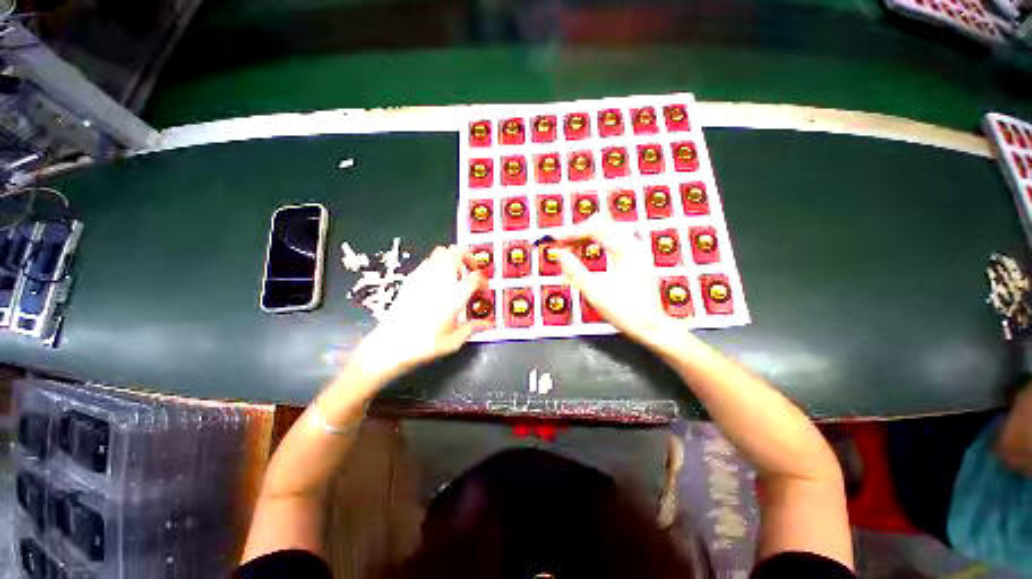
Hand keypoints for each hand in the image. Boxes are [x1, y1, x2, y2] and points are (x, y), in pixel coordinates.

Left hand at [351, 246, 486, 385]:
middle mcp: (439, 282)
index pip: (475, 277)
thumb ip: (471, 328)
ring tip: (456, 273)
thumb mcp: (453, 342)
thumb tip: (486, 324)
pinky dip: (437, 263)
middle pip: (456, 253)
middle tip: (471, 270)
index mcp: (453, 297)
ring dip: (452, 258)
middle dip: (468, 258)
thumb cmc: (422, 346)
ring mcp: (423, 278)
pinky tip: (438, 279)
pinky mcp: (410, 280)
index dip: (483, 281)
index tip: (483, 291)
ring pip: (441, 252)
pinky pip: (427, 261)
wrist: (389, 346)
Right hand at [556, 216, 678, 347]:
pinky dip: (594, 245)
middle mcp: (633, 244)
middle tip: (561, 245)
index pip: (595, 228)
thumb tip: (560, 255)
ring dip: (585, 238)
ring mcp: (636, 250)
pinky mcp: (635, 258)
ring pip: (605, 231)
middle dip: (578, 233)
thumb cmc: (627, 312)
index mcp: (626, 250)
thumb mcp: (595, 292)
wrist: (653, 327)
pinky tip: (584, 256)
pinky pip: (611, 242)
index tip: (555, 239)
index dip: (571, 232)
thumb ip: (575, 271)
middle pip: (601, 224)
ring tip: (569, 250)